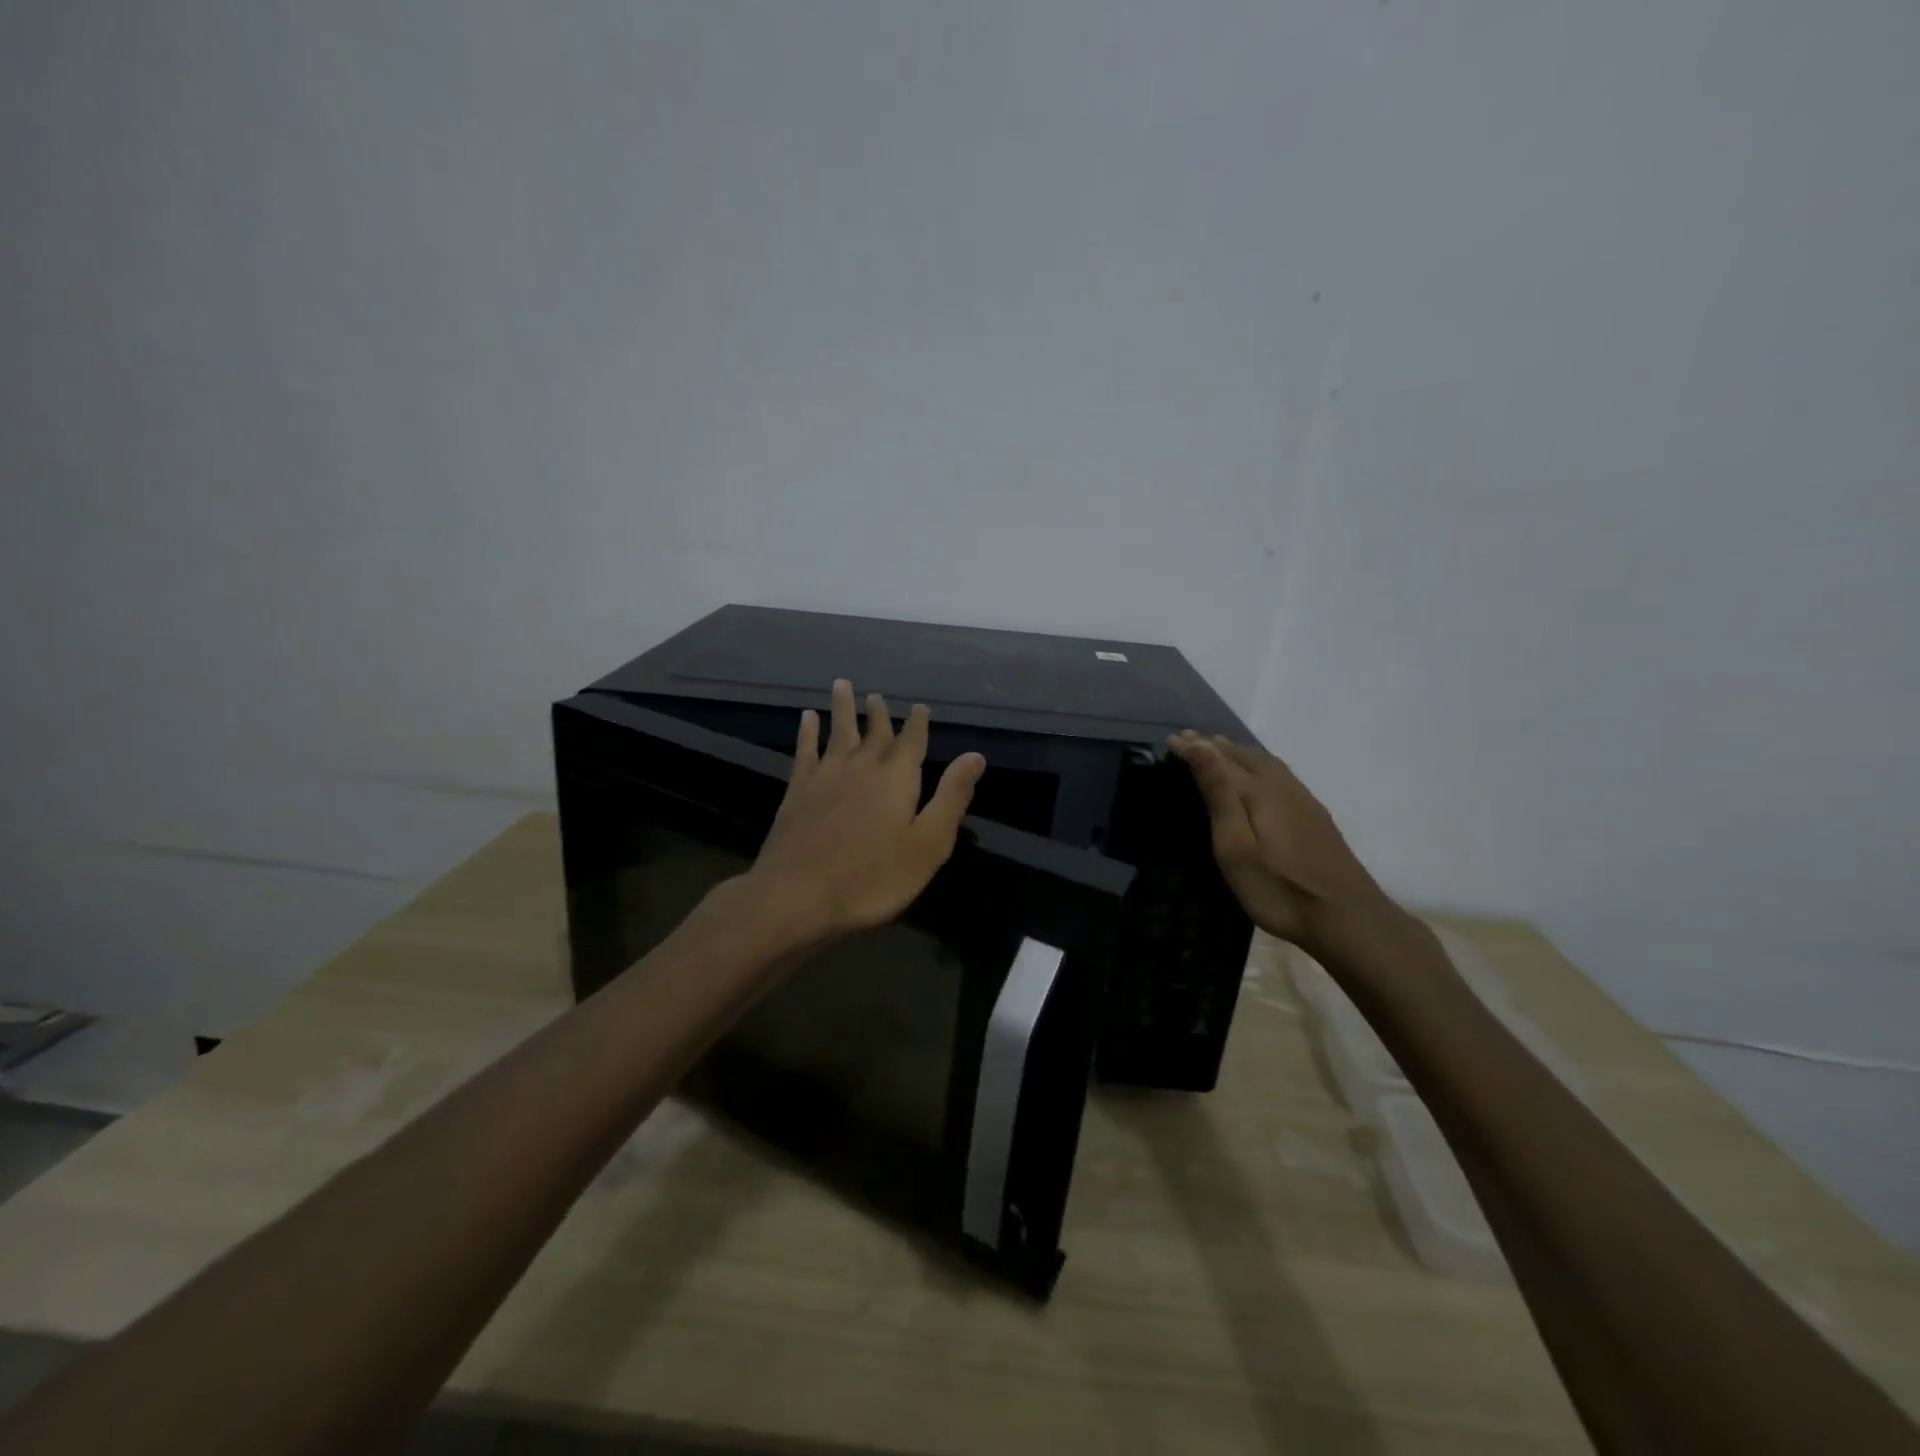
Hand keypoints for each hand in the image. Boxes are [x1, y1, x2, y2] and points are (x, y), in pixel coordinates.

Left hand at [747, 679, 985, 946]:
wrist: (797, 895)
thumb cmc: (873, 878)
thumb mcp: (927, 845)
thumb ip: (950, 797)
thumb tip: (975, 755)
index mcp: (896, 780)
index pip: (911, 743)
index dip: (917, 724)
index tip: (919, 706)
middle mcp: (862, 768)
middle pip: (874, 734)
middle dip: (879, 715)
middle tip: (878, 696)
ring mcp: (825, 777)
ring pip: (838, 733)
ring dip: (842, 709)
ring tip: (842, 685)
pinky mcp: (797, 791)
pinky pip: (805, 751)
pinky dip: (807, 732)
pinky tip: (807, 718)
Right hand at [1167, 730, 1391, 950]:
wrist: (1347, 918)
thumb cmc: (1279, 888)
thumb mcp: (1236, 846)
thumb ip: (1219, 794)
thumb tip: (1202, 746)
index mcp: (1260, 791)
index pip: (1219, 759)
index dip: (1194, 748)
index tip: (1170, 740)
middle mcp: (1282, 786)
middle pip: (1245, 755)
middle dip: (1214, 745)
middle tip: (1188, 739)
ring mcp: (1303, 800)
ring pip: (1265, 762)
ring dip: (1237, 751)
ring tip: (1218, 748)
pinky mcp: (1314, 816)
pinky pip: (1278, 774)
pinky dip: (1257, 764)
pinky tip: (1258, 775)